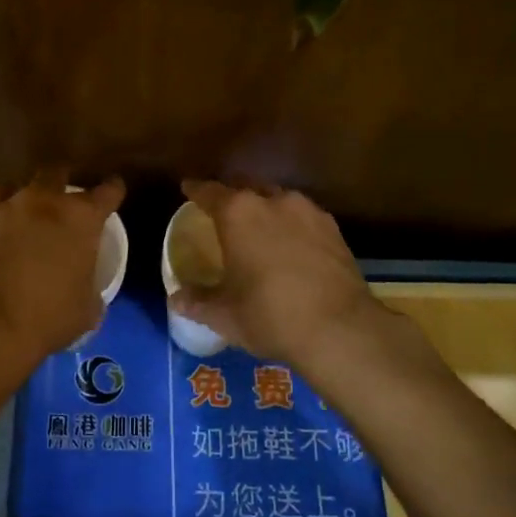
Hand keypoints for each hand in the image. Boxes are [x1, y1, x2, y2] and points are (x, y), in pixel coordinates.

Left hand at [0, 170, 125, 372]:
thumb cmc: (49, 315)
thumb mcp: (87, 309)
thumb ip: (90, 289)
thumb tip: (87, 292)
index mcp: (80, 218)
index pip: (107, 191)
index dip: (113, 190)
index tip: (114, 191)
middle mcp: (42, 202)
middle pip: (55, 173)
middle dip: (61, 181)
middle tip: (62, 199)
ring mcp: (3, 210)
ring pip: (11, 188)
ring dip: (19, 200)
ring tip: (20, 218)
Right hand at [169, 180, 410, 373]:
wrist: (339, 329)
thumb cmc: (269, 315)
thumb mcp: (224, 314)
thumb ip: (197, 301)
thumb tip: (176, 299)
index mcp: (238, 213)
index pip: (209, 191)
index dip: (196, 190)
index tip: (188, 188)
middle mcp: (272, 201)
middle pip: (245, 187)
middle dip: (232, 194)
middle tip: (222, 210)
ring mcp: (307, 212)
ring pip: (277, 198)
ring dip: (264, 207)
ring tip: (259, 226)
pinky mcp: (333, 229)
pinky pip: (303, 216)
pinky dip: (291, 224)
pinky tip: (290, 243)